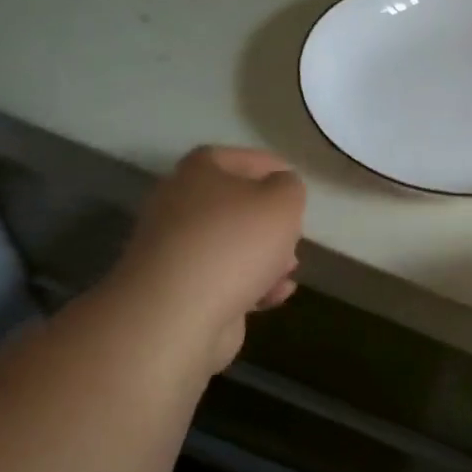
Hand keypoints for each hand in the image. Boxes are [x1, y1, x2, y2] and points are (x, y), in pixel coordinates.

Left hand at [112, 146, 306, 370]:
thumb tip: (281, 188)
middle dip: (269, 220)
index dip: (268, 165)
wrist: (178, 313)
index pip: (235, 158)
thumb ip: (290, 187)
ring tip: (290, 270)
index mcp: (198, 174)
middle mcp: (179, 206)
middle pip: (233, 204)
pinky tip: (275, 295)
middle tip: (295, 231)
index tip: (295, 181)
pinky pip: (224, 279)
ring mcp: (176, 251)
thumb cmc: (236, 243)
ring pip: (231, 245)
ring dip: (265, 256)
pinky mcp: (180, 290)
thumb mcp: (283, 201)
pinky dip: (252, 285)